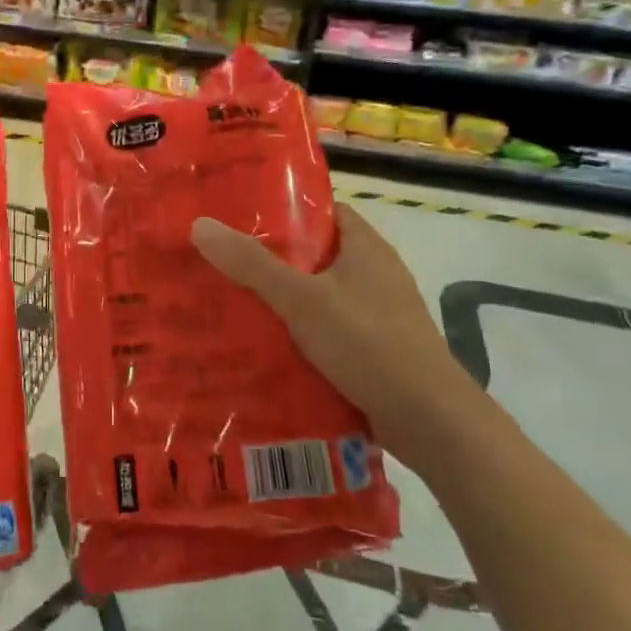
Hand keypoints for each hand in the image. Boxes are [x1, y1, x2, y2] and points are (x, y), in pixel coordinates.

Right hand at [191, 204, 484, 472]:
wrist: (430, 421)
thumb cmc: (368, 344)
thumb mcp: (302, 299)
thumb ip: (252, 264)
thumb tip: (200, 225)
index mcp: (365, 247)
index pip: (322, 211)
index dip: (284, 209)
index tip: (240, 217)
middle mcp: (375, 274)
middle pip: (315, 255)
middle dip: (272, 260)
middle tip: (223, 263)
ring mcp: (378, 314)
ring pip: (319, 297)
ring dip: (283, 301)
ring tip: (233, 304)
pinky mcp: (376, 350)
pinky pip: (329, 331)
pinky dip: (301, 334)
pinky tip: (266, 347)